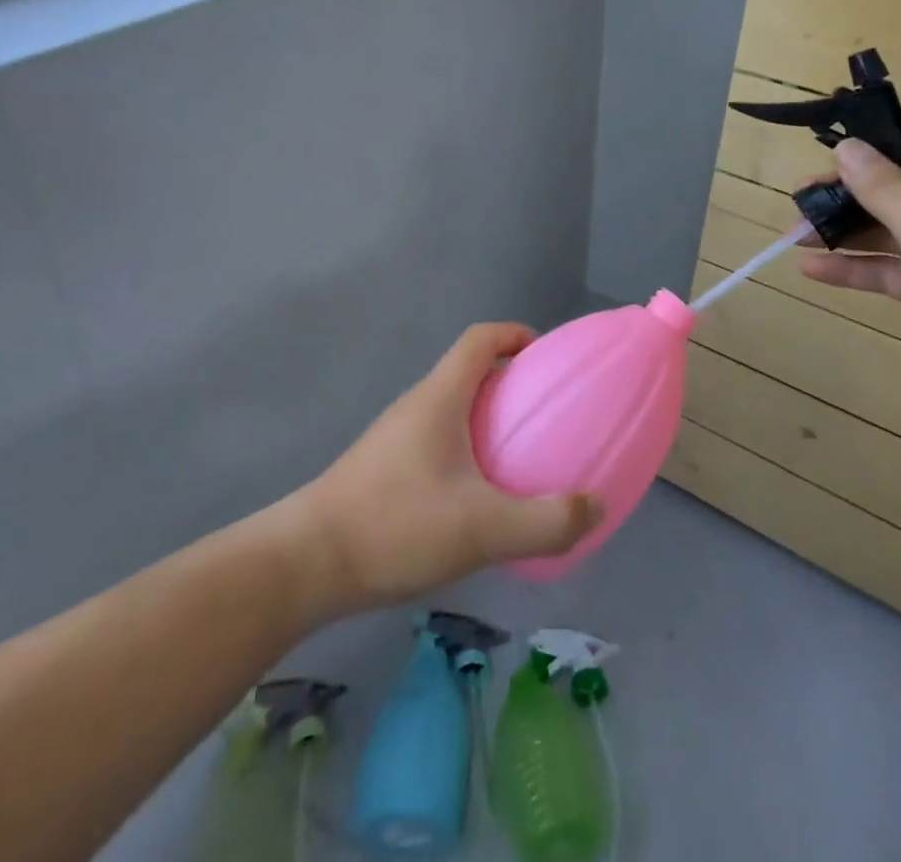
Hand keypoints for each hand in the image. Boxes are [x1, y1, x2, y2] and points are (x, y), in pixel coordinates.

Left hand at [292, 324, 602, 613]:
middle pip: (469, 372)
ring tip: (521, 458)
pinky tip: (478, 499)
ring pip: (452, 410)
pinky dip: (467, 451)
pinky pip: (437, 441)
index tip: (547, 358)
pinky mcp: (384, 468)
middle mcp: (417, 406)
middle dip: (511, 384)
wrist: (305, 564)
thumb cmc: (396, 525)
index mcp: (440, 397)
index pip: (480, 338)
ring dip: (488, 421)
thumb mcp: (482, 528)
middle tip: (546, 416)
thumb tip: (595, 505)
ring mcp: (396, 437)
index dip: (516, 335)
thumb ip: (545, 521)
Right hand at [797, 121, 900, 431]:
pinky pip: (896, 268)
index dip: (884, 135)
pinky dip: (859, 267)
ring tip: (794, 233)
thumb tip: (846, 147)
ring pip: (894, 229)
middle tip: (801, 197)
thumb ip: (882, 186)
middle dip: (850, 191)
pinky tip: (813, 269)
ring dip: (847, 231)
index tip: (835, 147)